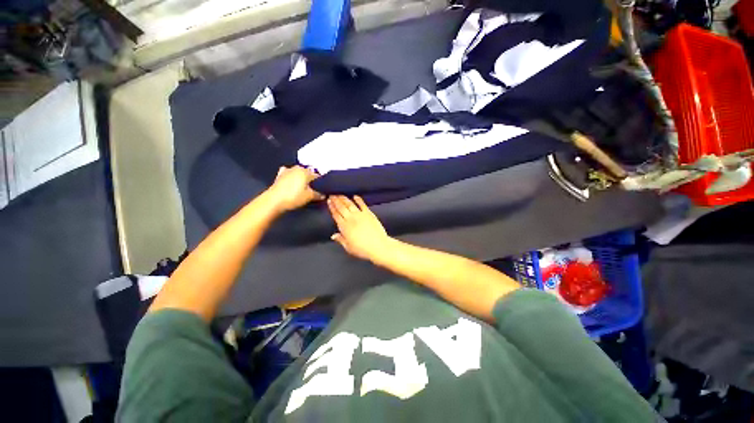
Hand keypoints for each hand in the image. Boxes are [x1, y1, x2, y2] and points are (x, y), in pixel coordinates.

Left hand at [267, 166, 322, 211]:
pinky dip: (292, 178)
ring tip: (303, 187)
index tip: (323, 189)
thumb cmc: (293, 197)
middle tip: (314, 189)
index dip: (321, 183)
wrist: (273, 200)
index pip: (318, 176)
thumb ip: (318, 195)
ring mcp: (287, 171)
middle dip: (311, 180)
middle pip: (308, 173)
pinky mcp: (279, 176)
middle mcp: (297, 168)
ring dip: (301, 178)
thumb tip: (324, 195)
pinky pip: (289, 175)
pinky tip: (292, 183)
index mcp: (306, 171)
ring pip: (298, 173)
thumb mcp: (309, 197)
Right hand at [328, 195, 390, 260]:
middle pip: (341, 207)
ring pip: (350, 204)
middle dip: (336, 200)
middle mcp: (351, 218)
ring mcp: (360, 215)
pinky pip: (362, 204)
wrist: (378, 246)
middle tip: (332, 194)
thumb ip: (340, 240)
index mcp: (344, 227)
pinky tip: (355, 196)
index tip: (329, 201)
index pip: (336, 215)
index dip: (331, 207)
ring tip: (340, 194)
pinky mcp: (369, 214)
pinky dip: (359, 199)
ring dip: (344, 199)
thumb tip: (333, 235)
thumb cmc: (362, 249)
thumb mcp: (348, 247)